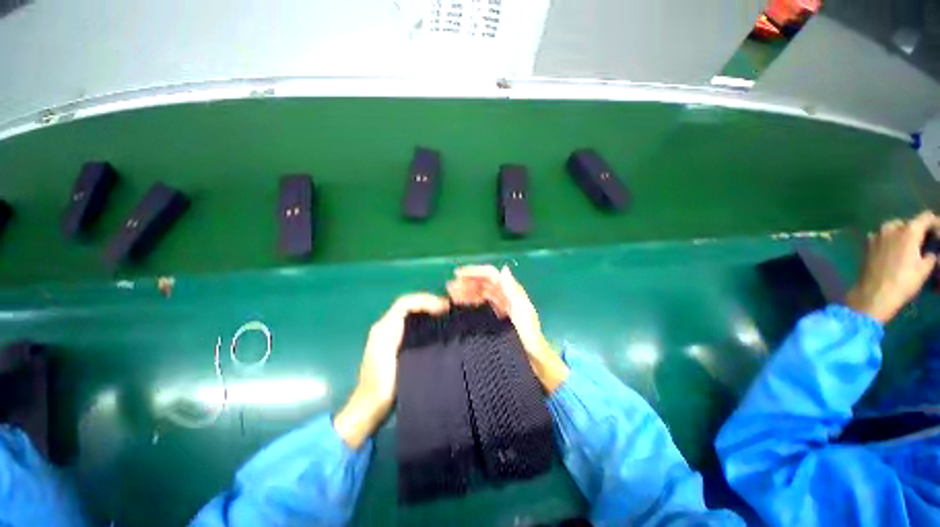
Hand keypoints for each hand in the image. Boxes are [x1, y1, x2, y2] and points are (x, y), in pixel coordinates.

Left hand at [334, 293, 448, 448]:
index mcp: (385, 326)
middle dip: (428, 302)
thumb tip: (427, 317)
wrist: (370, 405)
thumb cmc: (382, 381)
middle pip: (409, 305)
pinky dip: (424, 320)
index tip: (443, 308)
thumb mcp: (393, 355)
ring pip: (410, 313)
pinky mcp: (394, 343)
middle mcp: (386, 325)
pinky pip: (411, 323)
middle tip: (448, 308)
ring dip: (427, 310)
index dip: (425, 301)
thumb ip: (404, 333)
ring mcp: (389, 334)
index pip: (406, 303)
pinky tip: (435, 327)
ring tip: (444, 314)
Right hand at [447, 265, 568, 391]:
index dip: (475, 271)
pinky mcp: (494, 317)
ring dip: (466, 291)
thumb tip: (504, 269)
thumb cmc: (529, 336)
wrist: (534, 359)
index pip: (491, 275)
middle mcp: (504, 296)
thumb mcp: (523, 312)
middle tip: (449, 287)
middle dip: (467, 282)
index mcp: (511, 292)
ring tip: (450, 295)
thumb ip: (513, 291)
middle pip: (483, 283)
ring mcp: (499, 306)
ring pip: (479, 293)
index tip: (458, 275)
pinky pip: (480, 305)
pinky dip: (469, 303)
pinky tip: (459, 306)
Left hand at [846, 211, 939, 322]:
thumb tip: (930, 251)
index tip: (938, 235)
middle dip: (917, 231)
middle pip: (908, 223)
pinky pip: (882, 237)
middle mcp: (891, 228)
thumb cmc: (904, 282)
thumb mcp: (925, 268)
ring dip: (902, 235)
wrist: (874, 294)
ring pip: (894, 229)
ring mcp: (876, 235)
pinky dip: (890, 241)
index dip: (935, 224)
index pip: (926, 217)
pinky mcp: (867, 245)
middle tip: (923, 244)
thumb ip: (930, 254)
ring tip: (909, 249)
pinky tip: (894, 253)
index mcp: (909, 230)